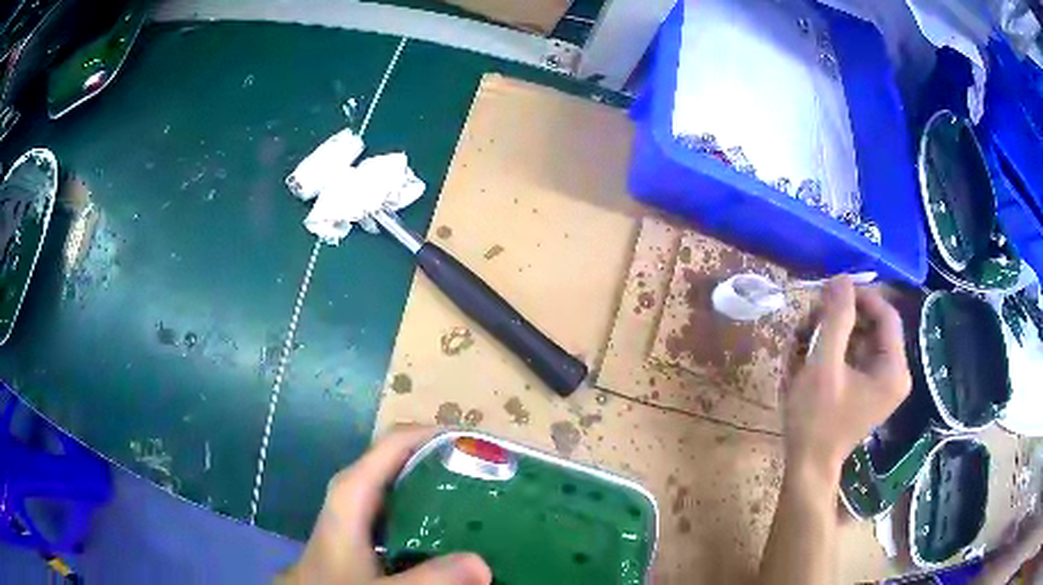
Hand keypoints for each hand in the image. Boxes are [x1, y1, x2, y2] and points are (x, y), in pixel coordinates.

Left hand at [279, 426, 491, 584]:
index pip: (400, 441)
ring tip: (490, 500)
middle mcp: (358, 490)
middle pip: (409, 459)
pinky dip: (436, 512)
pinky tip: (461, 532)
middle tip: (500, 477)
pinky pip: (408, 509)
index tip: (488, 448)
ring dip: (448, 488)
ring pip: (410, 484)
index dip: (442, 435)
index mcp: (354, 489)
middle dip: (454, 463)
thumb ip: (427, 579)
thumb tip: (482, 564)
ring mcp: (363, 509)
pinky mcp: (369, 529)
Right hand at [783, 276, 910, 476]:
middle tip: (807, 321)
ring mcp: (880, 383)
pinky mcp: (865, 390)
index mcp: (893, 369)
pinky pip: (852, 357)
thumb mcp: (823, 366)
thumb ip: (835, 319)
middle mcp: (893, 373)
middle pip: (871, 326)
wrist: (806, 467)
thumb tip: (841, 278)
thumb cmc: (816, 420)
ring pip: (858, 339)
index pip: (886, 314)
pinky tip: (805, 358)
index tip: (829, 292)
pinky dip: (830, 352)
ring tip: (798, 343)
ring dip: (829, 335)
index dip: (860, 297)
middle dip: (838, 319)